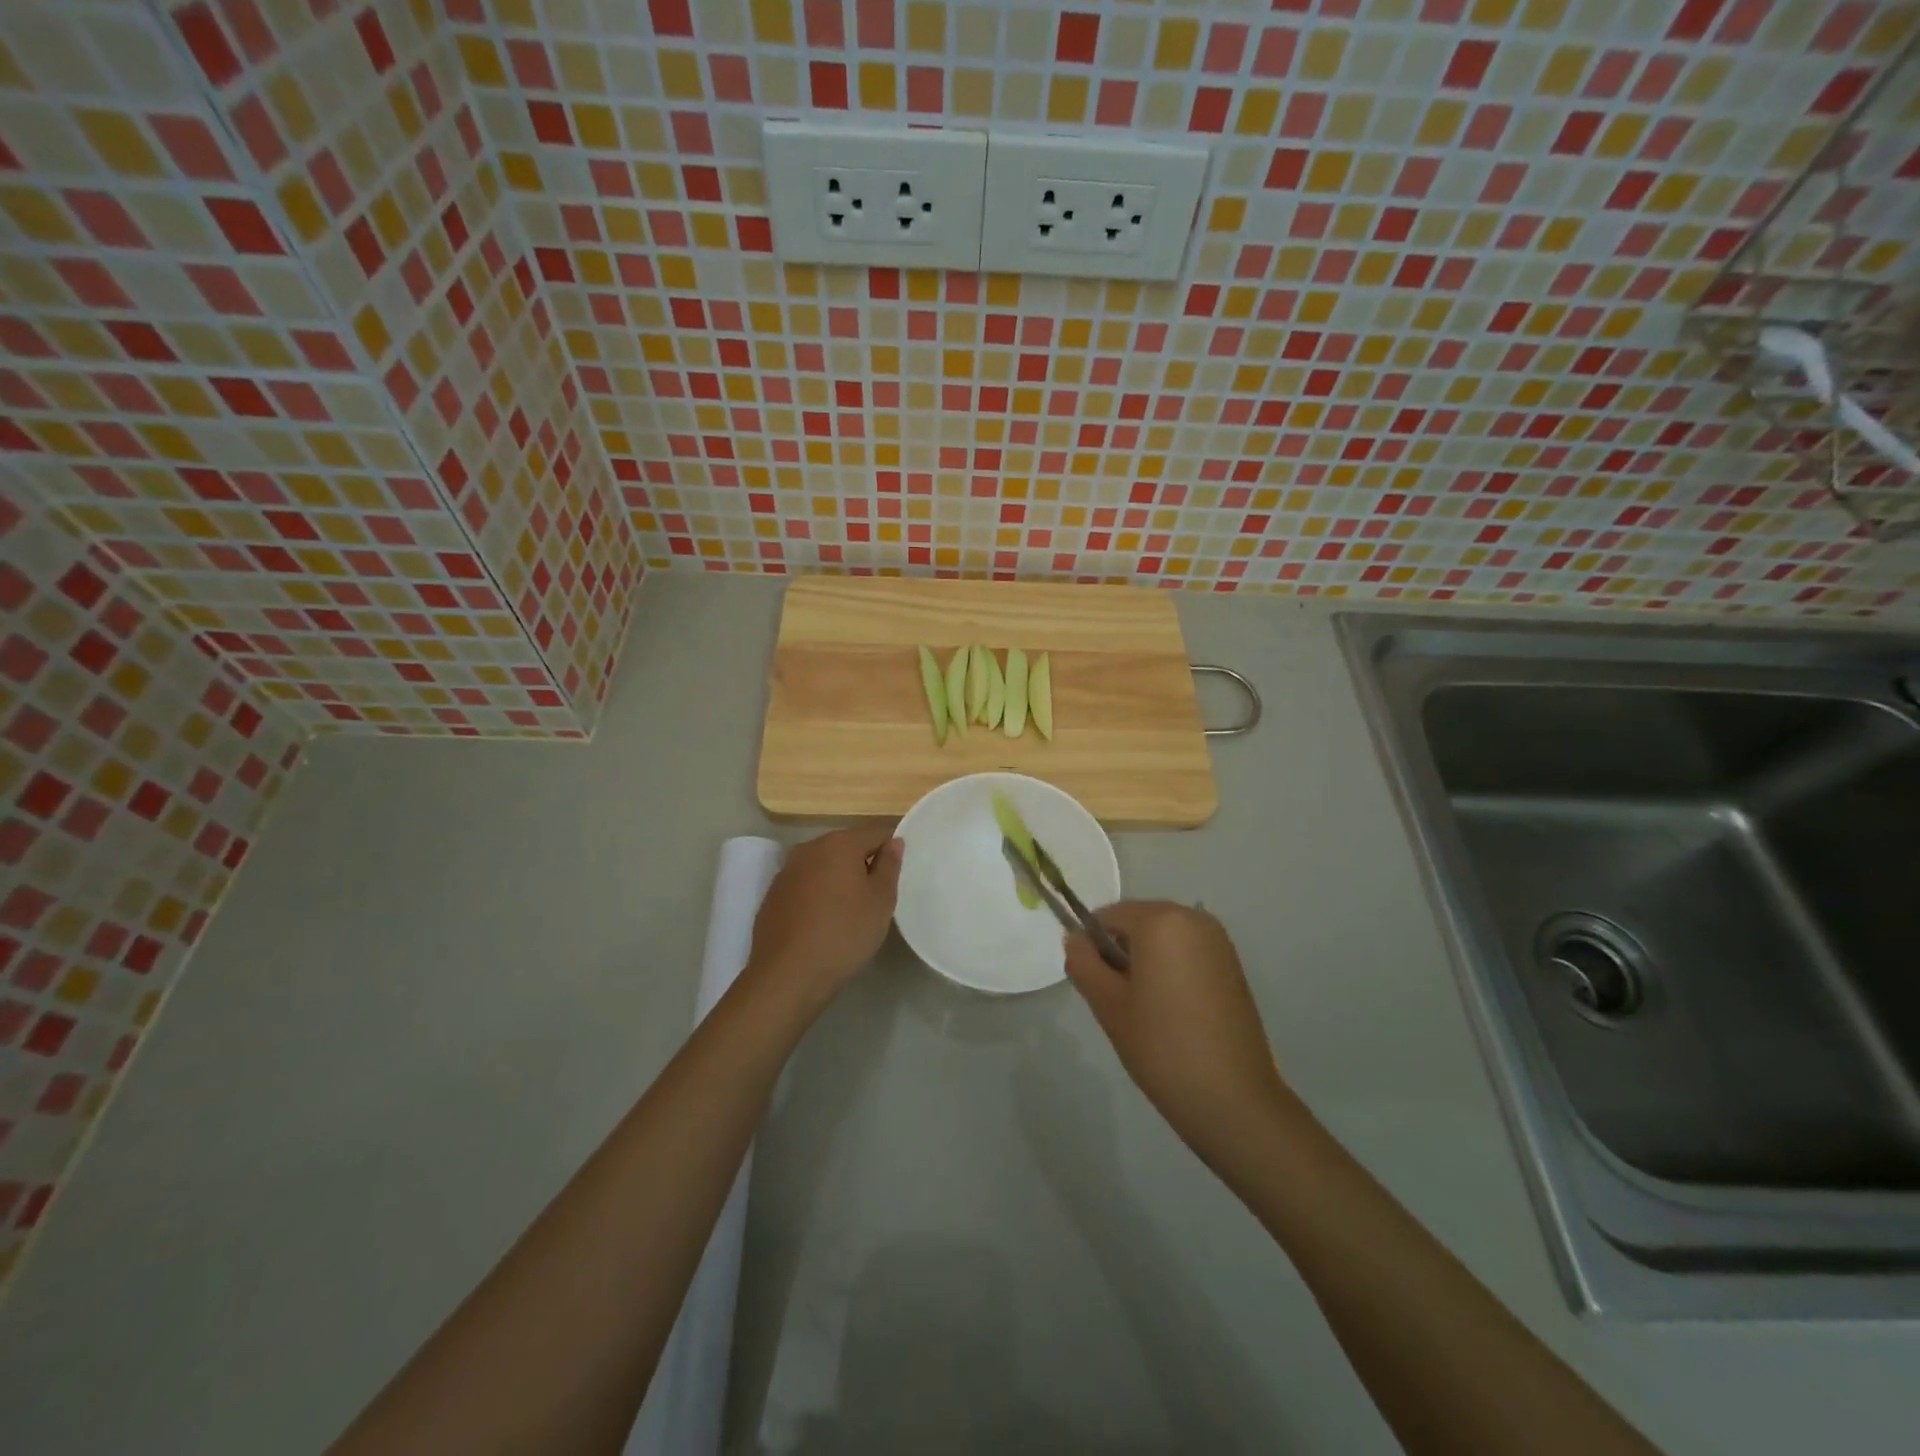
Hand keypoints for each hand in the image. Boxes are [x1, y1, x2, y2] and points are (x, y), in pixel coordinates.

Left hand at [745, 825, 902, 1015]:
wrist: (788, 974)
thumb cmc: (844, 933)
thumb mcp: (881, 901)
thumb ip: (889, 866)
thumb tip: (894, 842)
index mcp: (839, 843)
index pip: (875, 834)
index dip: (889, 853)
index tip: (894, 880)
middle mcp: (809, 849)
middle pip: (845, 848)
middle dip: (862, 866)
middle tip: (874, 899)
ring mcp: (786, 872)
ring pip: (822, 867)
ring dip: (837, 881)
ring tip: (848, 913)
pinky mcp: (772, 896)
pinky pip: (804, 887)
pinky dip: (816, 897)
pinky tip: (821, 924)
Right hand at [1063, 901, 1287, 1167]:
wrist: (1233, 1099)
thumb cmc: (1162, 1046)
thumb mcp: (1108, 1004)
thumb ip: (1083, 963)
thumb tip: (1076, 940)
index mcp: (1161, 919)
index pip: (1108, 915)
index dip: (1092, 946)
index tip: (1094, 986)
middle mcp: (1194, 919)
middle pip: (1138, 924)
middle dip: (1121, 953)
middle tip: (1119, 1002)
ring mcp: (1218, 942)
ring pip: (1163, 940)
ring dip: (1146, 964)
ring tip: (1147, 1012)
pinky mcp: (1233, 967)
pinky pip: (1187, 954)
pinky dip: (1171, 972)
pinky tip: (1173, 1014)